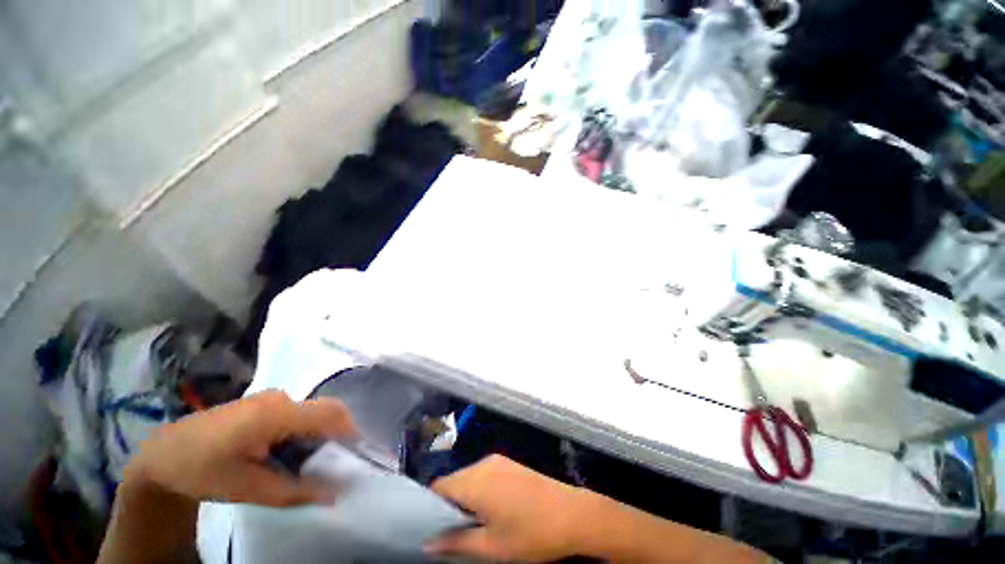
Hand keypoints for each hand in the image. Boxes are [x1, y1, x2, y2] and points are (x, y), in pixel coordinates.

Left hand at [125, 390, 356, 506]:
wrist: (162, 454)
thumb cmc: (202, 471)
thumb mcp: (249, 488)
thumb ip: (294, 491)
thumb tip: (335, 494)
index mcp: (277, 413)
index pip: (331, 414)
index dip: (351, 432)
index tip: (359, 457)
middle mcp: (280, 398)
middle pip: (325, 411)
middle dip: (337, 436)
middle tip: (335, 466)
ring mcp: (271, 398)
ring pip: (312, 413)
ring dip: (319, 437)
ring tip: (310, 465)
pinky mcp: (264, 404)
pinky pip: (297, 415)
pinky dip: (303, 433)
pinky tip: (288, 455)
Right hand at [426, 455, 589, 562]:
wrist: (571, 514)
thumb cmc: (530, 534)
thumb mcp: (491, 547)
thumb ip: (455, 542)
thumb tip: (427, 544)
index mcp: (475, 481)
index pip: (439, 487)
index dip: (430, 507)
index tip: (432, 529)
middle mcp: (483, 463)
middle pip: (454, 481)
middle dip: (449, 504)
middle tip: (453, 533)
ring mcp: (498, 461)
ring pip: (469, 477)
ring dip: (465, 497)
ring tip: (473, 524)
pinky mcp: (509, 463)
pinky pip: (483, 474)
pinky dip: (479, 490)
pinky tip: (490, 509)